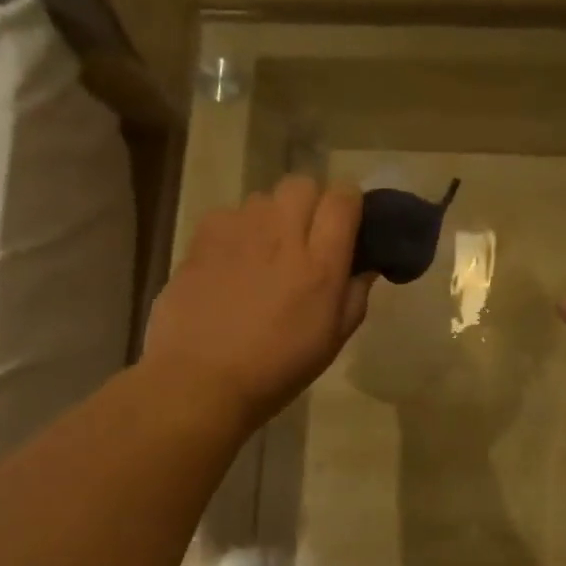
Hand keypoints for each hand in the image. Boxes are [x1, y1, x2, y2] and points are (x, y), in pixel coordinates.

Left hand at [142, 176, 372, 428]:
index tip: (347, 226)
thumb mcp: (331, 342)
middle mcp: (282, 236)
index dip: (349, 205)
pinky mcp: (202, 239)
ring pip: (263, 198)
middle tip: (305, 238)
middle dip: (310, 203)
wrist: (200, 382)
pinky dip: (236, 230)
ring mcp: (238, 232)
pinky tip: (231, 262)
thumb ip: (354, 296)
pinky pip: (228, 215)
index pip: (344, 198)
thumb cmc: (276, 371)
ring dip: (272, 217)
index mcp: (321, 264)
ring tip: (264, 253)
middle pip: (303, 184)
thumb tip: (365, 266)